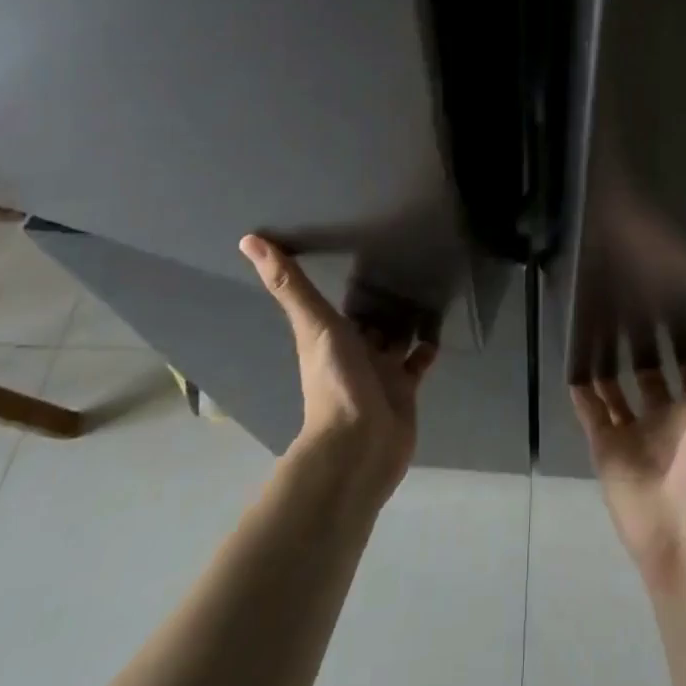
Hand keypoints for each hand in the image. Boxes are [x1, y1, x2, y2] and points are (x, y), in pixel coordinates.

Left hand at [240, 234, 437, 501]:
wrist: (360, 445)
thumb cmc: (335, 382)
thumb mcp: (313, 324)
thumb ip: (288, 284)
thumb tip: (247, 240)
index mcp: (330, 336)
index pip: (340, 301)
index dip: (349, 279)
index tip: (362, 247)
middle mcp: (354, 351)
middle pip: (370, 318)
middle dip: (383, 297)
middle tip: (406, 260)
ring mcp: (380, 371)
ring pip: (396, 336)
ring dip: (407, 316)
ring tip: (429, 283)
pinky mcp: (404, 388)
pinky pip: (418, 360)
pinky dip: (427, 344)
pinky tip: (439, 324)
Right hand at [571, 290, 685, 596]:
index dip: (680, 331)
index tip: (665, 291)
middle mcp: (667, 415)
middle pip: (649, 371)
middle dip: (637, 342)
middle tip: (618, 297)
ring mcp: (635, 432)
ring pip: (615, 387)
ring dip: (604, 361)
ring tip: (588, 319)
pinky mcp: (605, 448)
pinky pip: (588, 410)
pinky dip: (578, 387)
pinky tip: (568, 356)